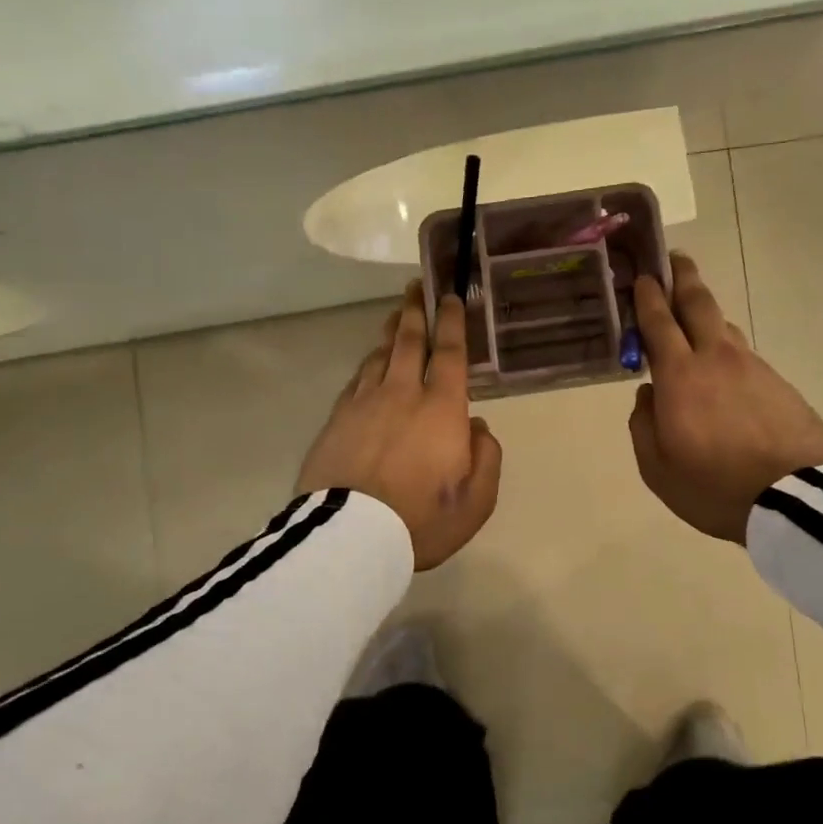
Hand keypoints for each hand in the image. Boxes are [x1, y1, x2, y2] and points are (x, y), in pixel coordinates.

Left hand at [297, 281, 502, 569]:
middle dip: (415, 311)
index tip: (450, 297)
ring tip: (395, 318)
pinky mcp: (336, 420)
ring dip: (389, 333)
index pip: (449, 353)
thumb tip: (476, 427)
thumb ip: (486, 458)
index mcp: (441, 408)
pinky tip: (368, 364)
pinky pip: (356, 380)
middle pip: (408, 341)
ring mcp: (363, 403)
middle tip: (416, 287)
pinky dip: (367, 365)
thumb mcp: (476, 501)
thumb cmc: (421, 520)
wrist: (350, 536)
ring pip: (378, 356)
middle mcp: (402, 393)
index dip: (452, 322)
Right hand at [629, 252, 822, 543]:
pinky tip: (725, 367)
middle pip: (699, 304)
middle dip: (683, 277)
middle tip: (674, 259)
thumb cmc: (713, 487)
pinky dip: (727, 349)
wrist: (793, 500)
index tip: (642, 274)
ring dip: (706, 313)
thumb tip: (647, 395)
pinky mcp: (780, 384)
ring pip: (724, 327)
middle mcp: (717, 359)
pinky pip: (745, 356)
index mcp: (680, 376)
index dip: (648, 296)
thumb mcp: (657, 468)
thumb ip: (643, 425)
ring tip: (694, 314)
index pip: (659, 322)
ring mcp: (754, 368)